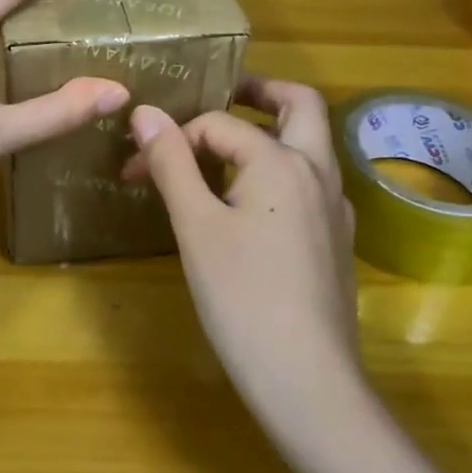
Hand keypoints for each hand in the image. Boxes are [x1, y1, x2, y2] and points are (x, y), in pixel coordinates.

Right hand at [123, 75, 361, 417]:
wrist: (308, 380)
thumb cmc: (243, 298)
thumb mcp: (196, 226)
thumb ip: (172, 163)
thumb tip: (146, 112)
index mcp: (283, 160)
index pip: (220, 124)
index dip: (172, 139)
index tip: (134, 170)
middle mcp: (319, 172)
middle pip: (300, 105)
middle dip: (261, 92)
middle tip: (222, 96)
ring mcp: (335, 208)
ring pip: (310, 145)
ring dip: (272, 130)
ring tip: (224, 151)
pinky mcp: (337, 240)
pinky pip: (310, 183)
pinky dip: (282, 170)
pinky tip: (250, 204)